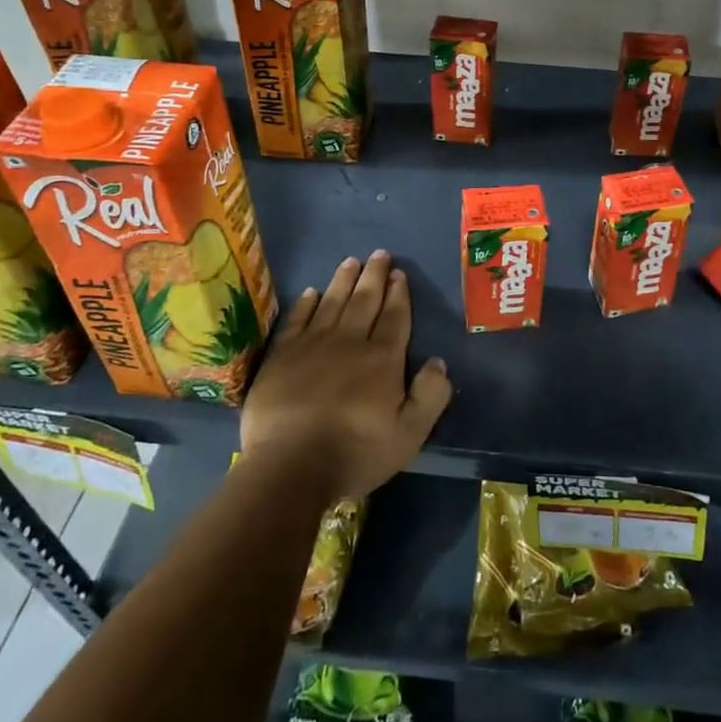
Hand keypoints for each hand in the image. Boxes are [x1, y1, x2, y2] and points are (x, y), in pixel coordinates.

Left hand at [240, 251, 451, 502]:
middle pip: (364, 301)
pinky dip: (306, 304)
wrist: (289, 467)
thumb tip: (438, 362)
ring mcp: (312, 346)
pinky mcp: (281, 357)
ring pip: (332, 303)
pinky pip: (297, 320)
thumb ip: (430, 396)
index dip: (399, 294)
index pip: (394, 317)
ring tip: (351, 261)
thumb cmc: (355, 453)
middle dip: (374, 276)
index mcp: (382, 359)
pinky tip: (312, 292)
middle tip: (379, 254)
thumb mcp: (409, 435)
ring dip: (343, 280)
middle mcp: (349, 342)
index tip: (400, 274)